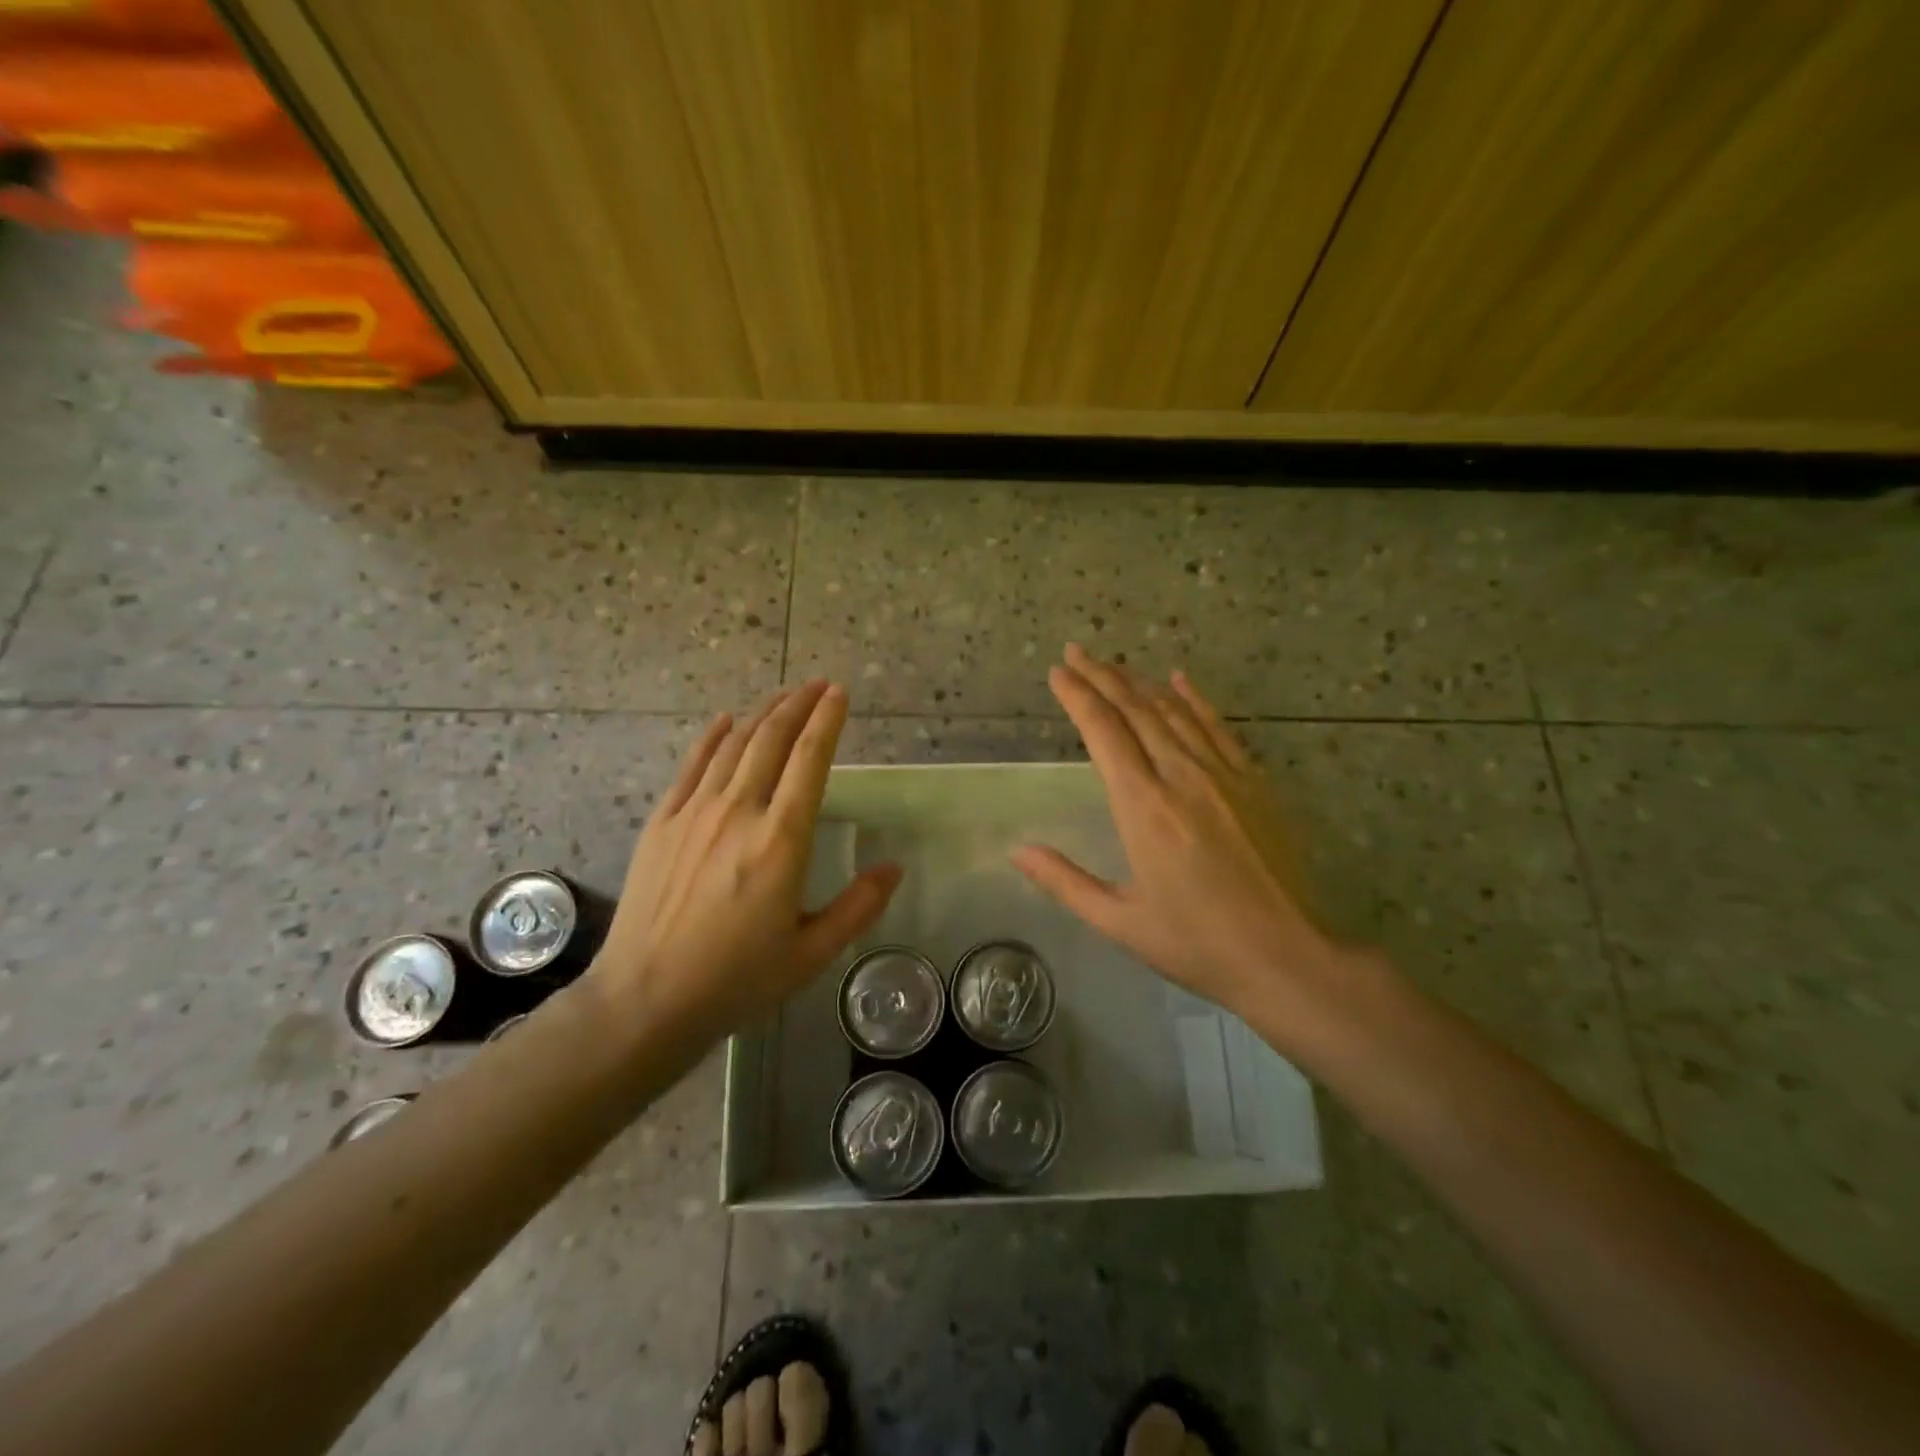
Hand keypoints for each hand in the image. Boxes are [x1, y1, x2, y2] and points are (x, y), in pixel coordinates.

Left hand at [590, 681, 901, 1040]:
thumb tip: (894, 868)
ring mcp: (694, 813)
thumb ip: (858, 907)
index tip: (839, 694)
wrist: (645, 999)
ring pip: (734, 745)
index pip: (809, 761)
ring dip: (762, 714)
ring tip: (783, 697)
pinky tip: (726, 721)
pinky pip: (692, 765)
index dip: (827, 721)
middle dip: (798, 705)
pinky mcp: (662, 823)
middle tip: (817, 685)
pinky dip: (712, 738)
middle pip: (772, 740)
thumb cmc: (736, 979)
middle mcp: (738, 812)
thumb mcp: (811, 953)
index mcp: (781, 841)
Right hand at [1012, 645, 1352, 1034]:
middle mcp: (1181, 776)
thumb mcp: (1121, 921)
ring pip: (1174, 712)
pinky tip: (1180, 681)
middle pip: (1136, 710)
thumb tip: (1017, 851)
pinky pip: (1218, 727)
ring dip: (1140, 683)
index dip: (1078, 697)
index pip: (1104, 733)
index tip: (1058, 673)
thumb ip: (1065, 882)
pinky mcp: (1253, 783)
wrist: (1289, 956)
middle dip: (1102, 677)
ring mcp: (1223, 775)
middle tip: (1076, 653)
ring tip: (1114, 665)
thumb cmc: (1197, 943)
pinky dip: (1195, 700)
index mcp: (1143, 807)